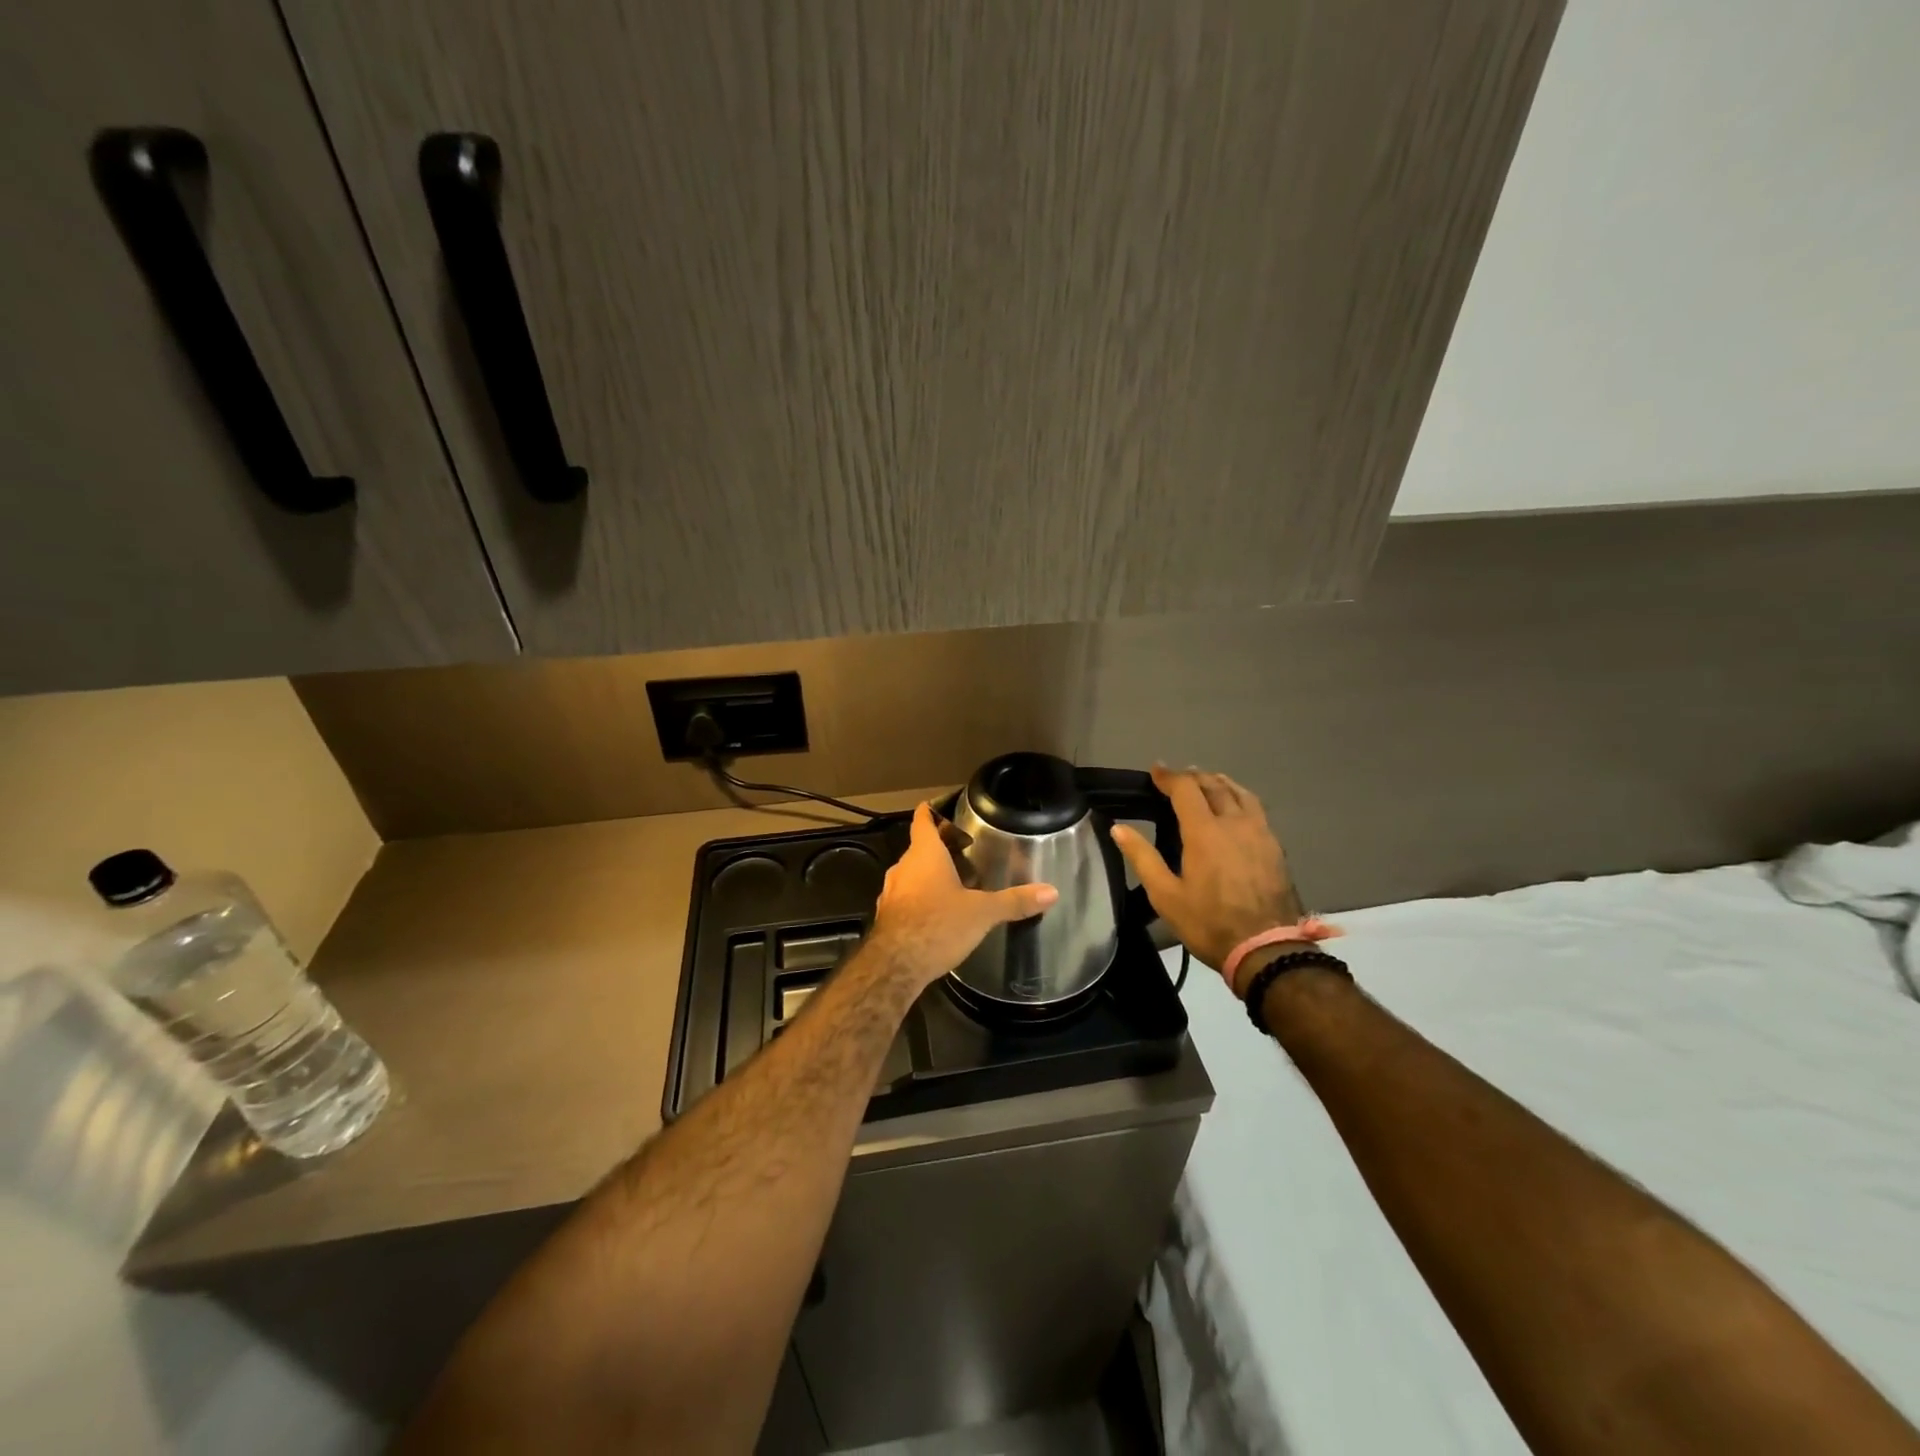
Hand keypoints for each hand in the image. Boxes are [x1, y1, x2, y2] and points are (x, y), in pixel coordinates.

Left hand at [868, 802, 1058, 988]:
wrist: (895, 965)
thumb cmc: (938, 925)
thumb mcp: (982, 913)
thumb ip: (1014, 901)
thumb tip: (1052, 892)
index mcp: (925, 855)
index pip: (923, 821)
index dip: (930, 810)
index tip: (938, 806)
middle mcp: (903, 867)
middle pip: (919, 848)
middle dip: (939, 848)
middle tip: (963, 850)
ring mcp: (890, 892)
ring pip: (911, 874)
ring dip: (928, 875)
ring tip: (954, 882)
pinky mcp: (886, 916)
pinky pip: (904, 898)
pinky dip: (919, 899)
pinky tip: (936, 913)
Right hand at [1111, 765, 1301, 984]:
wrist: (1266, 949)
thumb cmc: (1209, 922)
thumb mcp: (1166, 895)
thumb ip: (1142, 857)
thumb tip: (1118, 828)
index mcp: (1204, 831)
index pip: (1185, 789)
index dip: (1168, 776)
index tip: (1155, 770)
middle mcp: (1234, 822)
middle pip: (1214, 786)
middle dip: (1193, 777)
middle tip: (1178, 777)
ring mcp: (1259, 832)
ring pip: (1240, 793)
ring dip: (1220, 782)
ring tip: (1208, 782)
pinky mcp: (1275, 846)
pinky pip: (1256, 809)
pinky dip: (1240, 797)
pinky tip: (1236, 808)